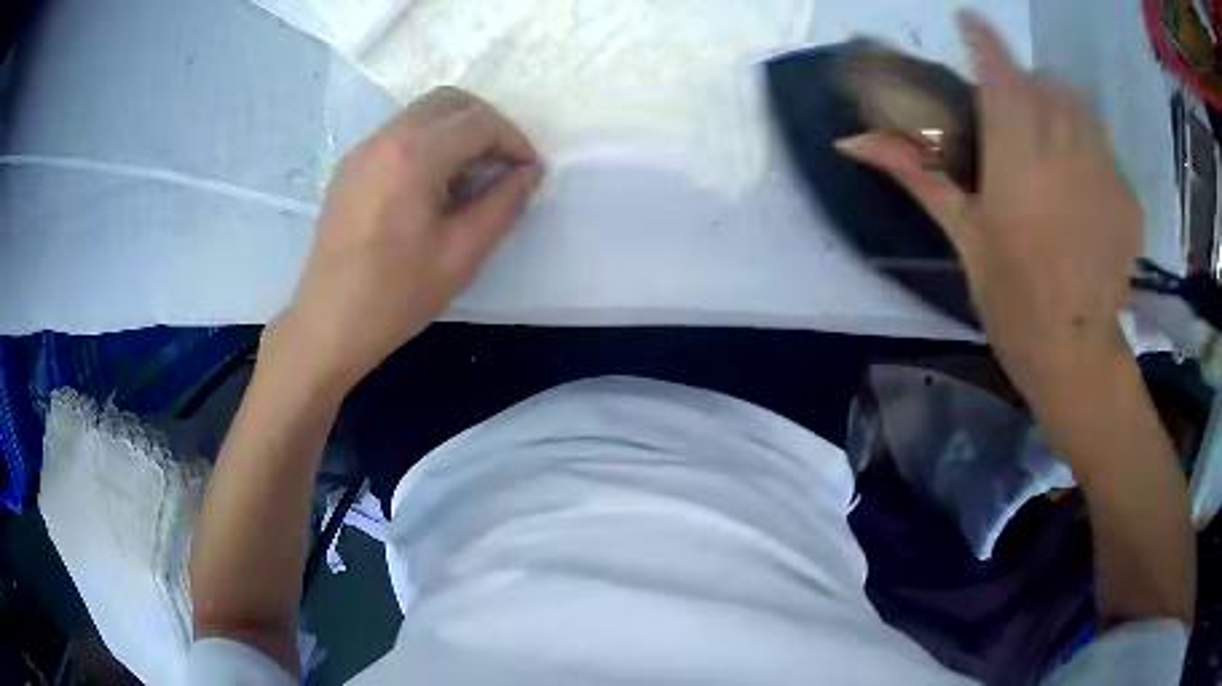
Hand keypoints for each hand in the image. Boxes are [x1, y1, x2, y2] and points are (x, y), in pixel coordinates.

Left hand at [268, 87, 541, 395]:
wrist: (328, 324)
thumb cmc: (396, 297)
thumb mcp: (462, 255)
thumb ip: (503, 204)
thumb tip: (529, 172)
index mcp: (413, 157)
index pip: (478, 122)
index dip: (513, 140)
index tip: (527, 171)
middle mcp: (385, 139)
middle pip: (450, 101)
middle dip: (487, 123)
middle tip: (503, 163)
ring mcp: (362, 149)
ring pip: (423, 111)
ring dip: (458, 129)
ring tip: (472, 173)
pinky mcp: (350, 165)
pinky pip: (400, 132)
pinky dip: (429, 140)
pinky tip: (434, 182)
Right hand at [836, 12, 1141, 406]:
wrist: (1074, 352)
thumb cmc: (1012, 300)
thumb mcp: (963, 235)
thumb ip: (918, 173)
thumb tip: (851, 141)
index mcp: (1017, 160)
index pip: (999, 73)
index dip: (983, 39)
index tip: (969, 21)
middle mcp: (1065, 152)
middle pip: (1045, 82)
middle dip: (1026, 84)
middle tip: (1017, 114)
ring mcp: (1104, 173)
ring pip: (1081, 106)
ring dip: (1061, 109)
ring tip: (1053, 146)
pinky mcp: (1127, 198)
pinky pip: (1106, 150)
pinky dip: (1091, 153)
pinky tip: (1084, 191)